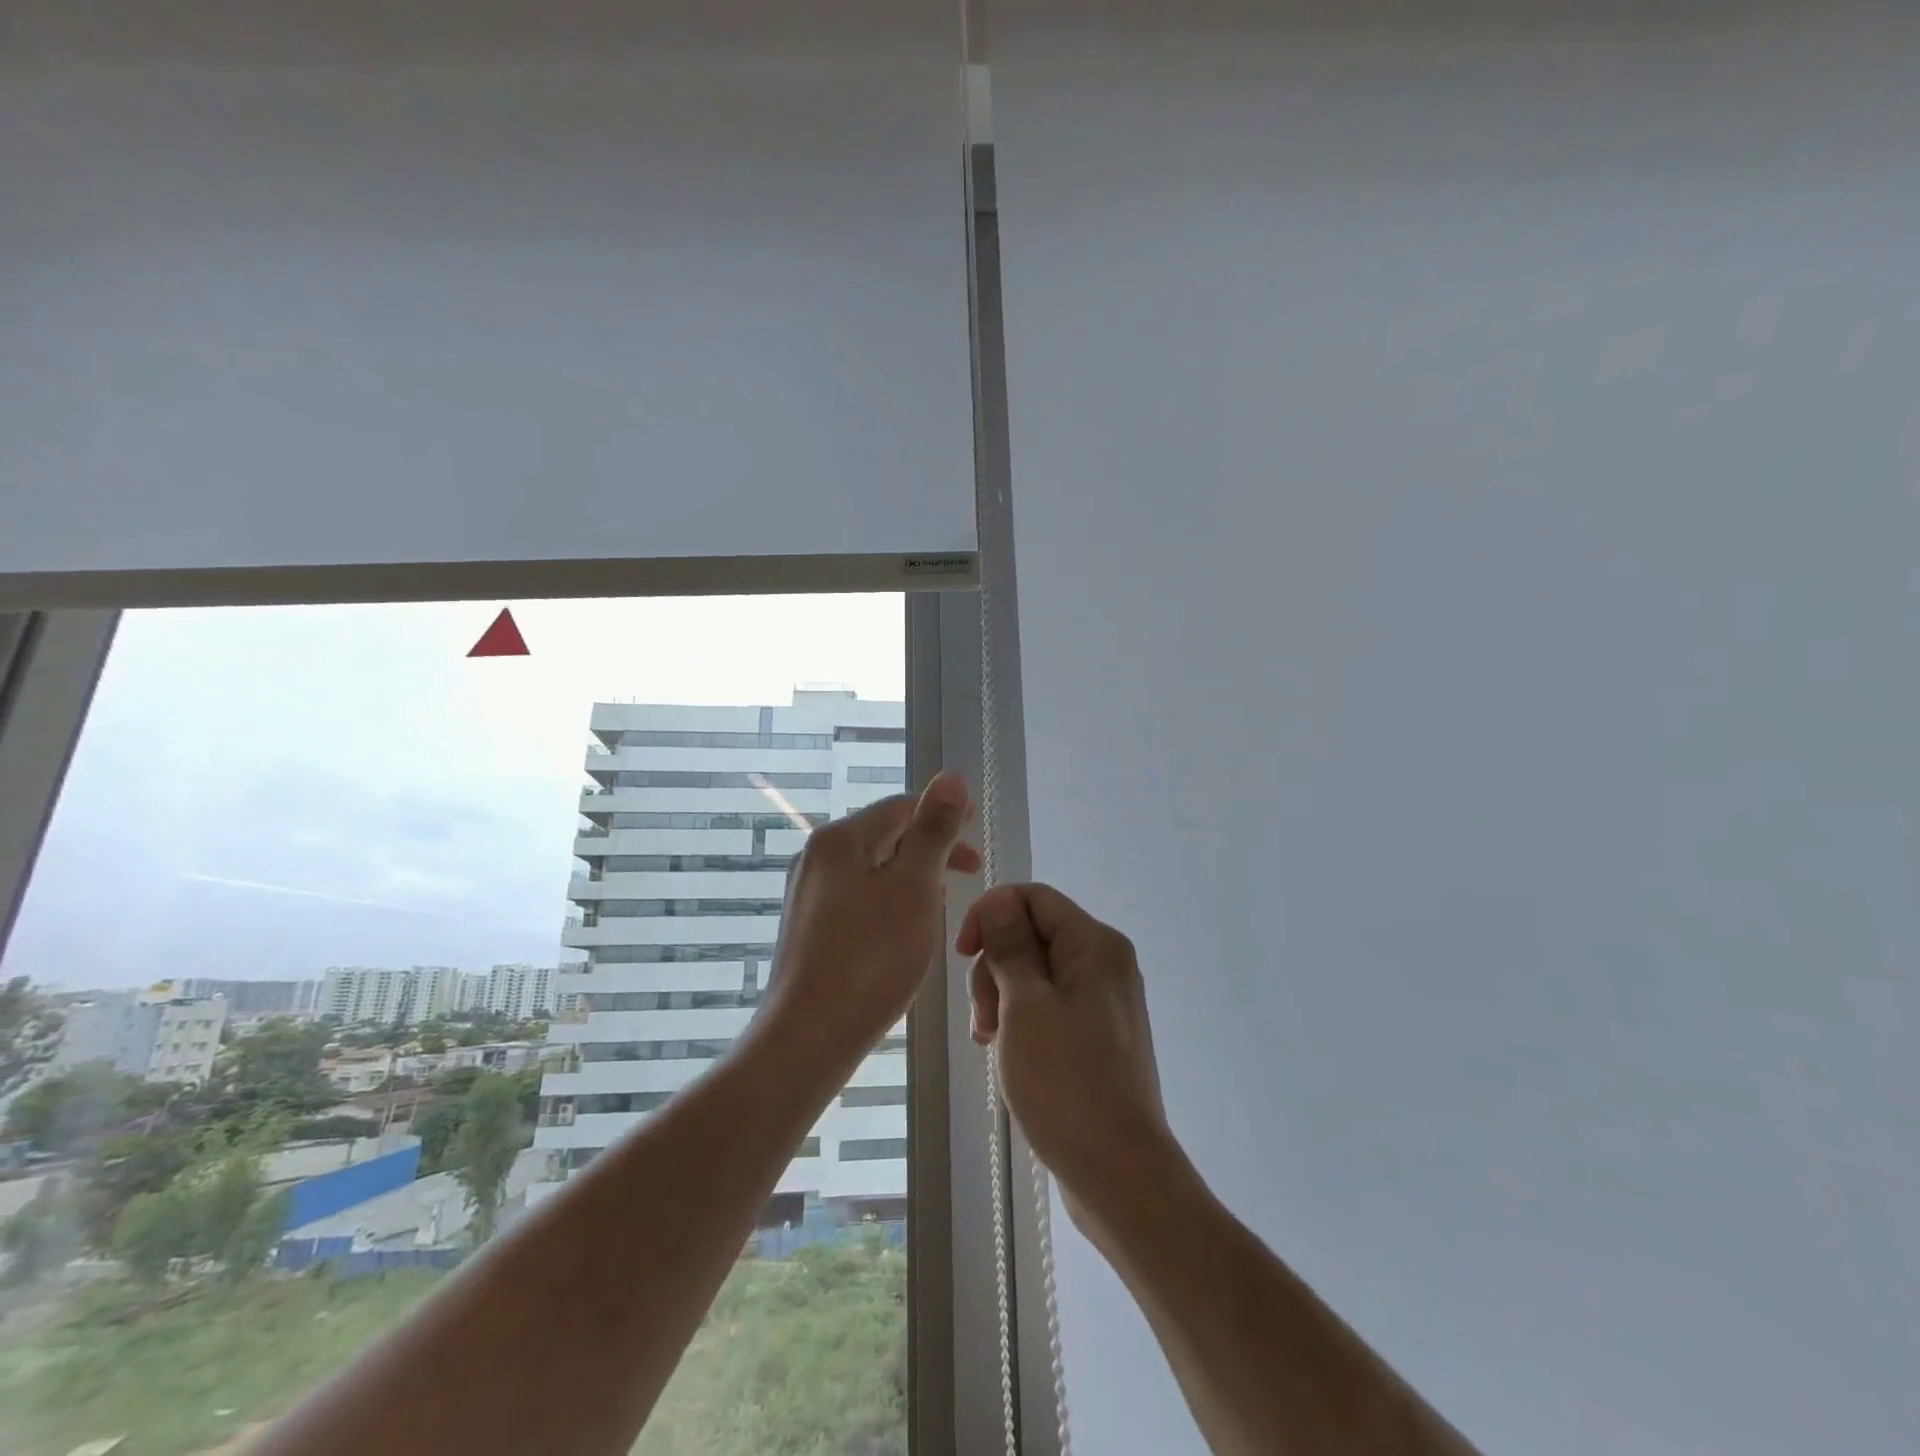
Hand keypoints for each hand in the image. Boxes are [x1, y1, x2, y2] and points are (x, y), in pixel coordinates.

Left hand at [763, 771, 979, 1059]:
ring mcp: (808, 893)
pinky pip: (858, 896)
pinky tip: (906, 926)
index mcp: (841, 839)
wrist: (808, 1036)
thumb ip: (933, 830)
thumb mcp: (914, 887)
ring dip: (913, 875)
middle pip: (885, 835)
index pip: (901, 807)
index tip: (976, 831)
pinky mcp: (808, 926)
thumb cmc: (871, 957)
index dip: (943, 813)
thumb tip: (951, 777)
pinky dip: (890, 899)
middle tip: (971, 869)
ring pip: (873, 868)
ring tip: (945, 898)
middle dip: (931, 847)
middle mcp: (817, 856)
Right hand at [957, 883, 1174, 1235]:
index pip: (1034, 897)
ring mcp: (1103, 1000)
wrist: (1119, 1174)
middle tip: (984, 1019)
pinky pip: (1049, 1004)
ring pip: (1036, 972)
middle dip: (996, 966)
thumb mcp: (1025, 1006)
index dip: (992, 914)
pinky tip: (1006, 1051)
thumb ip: (1010, 946)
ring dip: (1002, 997)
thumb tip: (998, 900)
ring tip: (991, 1041)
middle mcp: (1106, 963)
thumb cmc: (1067, 1083)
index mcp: (1096, 945)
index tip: (964, 954)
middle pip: (1034, 934)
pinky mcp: (1097, 1033)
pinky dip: (1021, 1019)